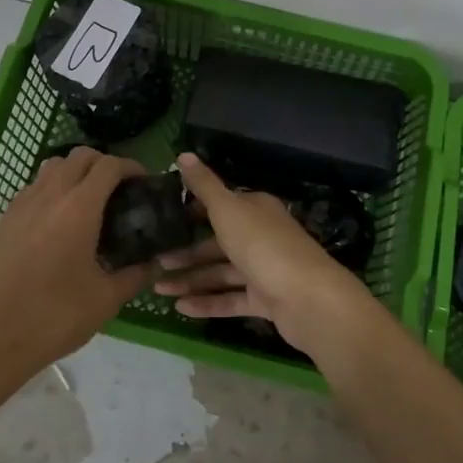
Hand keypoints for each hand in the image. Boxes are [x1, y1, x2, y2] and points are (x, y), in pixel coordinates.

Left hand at [0, 147, 154, 380]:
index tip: (143, 182)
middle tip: (118, 190)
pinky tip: (57, 222)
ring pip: (53, 167)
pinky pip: (33, 188)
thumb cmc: (55, 316)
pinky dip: (51, 190)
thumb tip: (156, 263)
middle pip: (80, 156)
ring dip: (75, 172)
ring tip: (87, 201)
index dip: (130, 167)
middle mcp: (50, 195)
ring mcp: (22, 204)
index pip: (109, 165)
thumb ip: (136, 275)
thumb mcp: (106, 299)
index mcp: (79, 207)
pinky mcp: (4, 220)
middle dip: (103, 164)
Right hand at [153, 154, 378, 357]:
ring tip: (157, 289)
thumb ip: (204, 185)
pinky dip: (207, 302)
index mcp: (256, 209)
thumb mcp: (228, 209)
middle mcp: (261, 236)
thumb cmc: (263, 245)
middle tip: (154, 261)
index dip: (194, 210)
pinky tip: (180, 309)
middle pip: (218, 242)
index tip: (166, 219)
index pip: (221, 205)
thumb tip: (183, 153)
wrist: (308, 299)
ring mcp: (265, 270)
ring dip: (191, 280)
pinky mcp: (266, 301)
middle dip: (186, 252)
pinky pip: (231, 299)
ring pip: (222, 272)